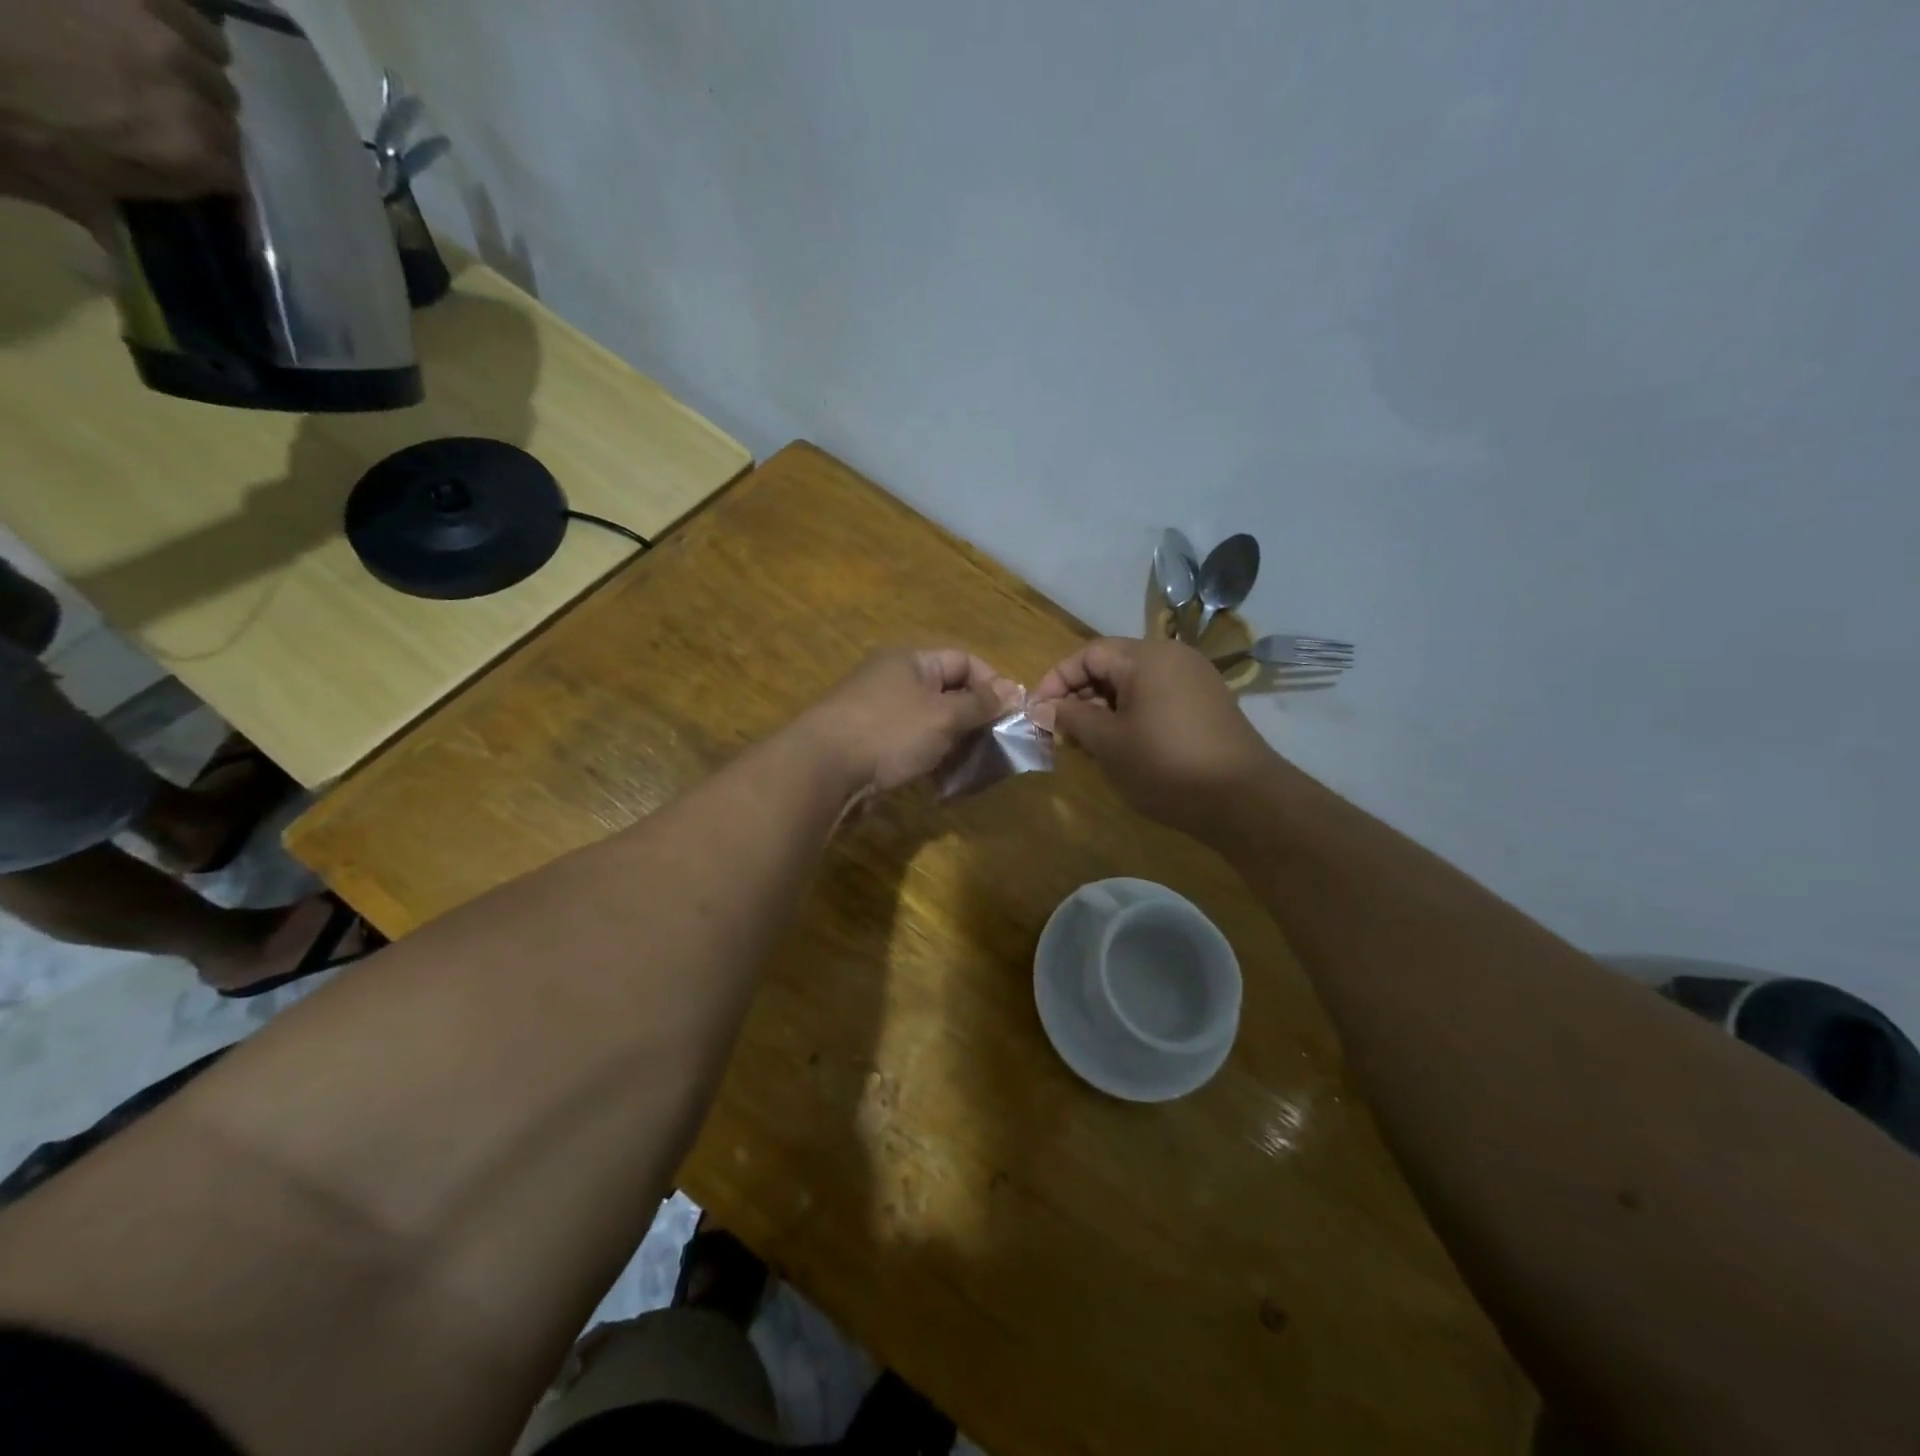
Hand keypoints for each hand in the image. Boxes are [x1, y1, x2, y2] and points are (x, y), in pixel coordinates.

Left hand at [0, 0, 241, 221]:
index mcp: (190, 153)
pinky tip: (134, 18)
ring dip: (190, 61)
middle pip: (226, 114)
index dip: (208, 172)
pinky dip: (167, 14)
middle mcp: (192, 92)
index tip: (183, 169)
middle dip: (201, 116)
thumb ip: (111, 207)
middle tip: (155, 107)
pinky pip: (178, 5)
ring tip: (149, 58)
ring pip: (212, 54)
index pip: (235, 174)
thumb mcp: (58, 186)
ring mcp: (155, 25)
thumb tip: (123, 247)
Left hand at [798, 648, 1019, 806]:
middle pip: (949, 694)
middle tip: (997, 749)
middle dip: (976, 721)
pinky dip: (931, 761)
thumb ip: (980, 704)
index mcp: (911, 661)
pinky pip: (912, 747)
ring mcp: (880, 714)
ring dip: (956, 746)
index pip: (964, 661)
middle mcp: (895, 681)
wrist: (822, 769)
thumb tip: (1013, 691)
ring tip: (973, 772)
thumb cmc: (889, 731)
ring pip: (932, 725)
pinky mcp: (871, 745)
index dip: (993, 684)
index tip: (1012, 715)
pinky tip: (943, 785)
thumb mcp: (943, 716)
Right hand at [1028, 637, 1275, 836]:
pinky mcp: (1206, 706)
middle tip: (1059, 733)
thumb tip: (1042, 707)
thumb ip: (1071, 718)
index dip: (1056, 680)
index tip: (1037, 712)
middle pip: (1111, 667)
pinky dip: (1131, 717)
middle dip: (1079, 697)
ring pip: (1133, 686)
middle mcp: (1172, 658)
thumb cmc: (1165, 764)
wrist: (1242, 799)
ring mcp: (1194, 681)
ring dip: (1103, 710)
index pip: (1088, 654)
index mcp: (1146, 657)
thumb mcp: (1108, 742)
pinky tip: (1121, 748)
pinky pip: (1156, 700)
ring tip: (1086, 745)